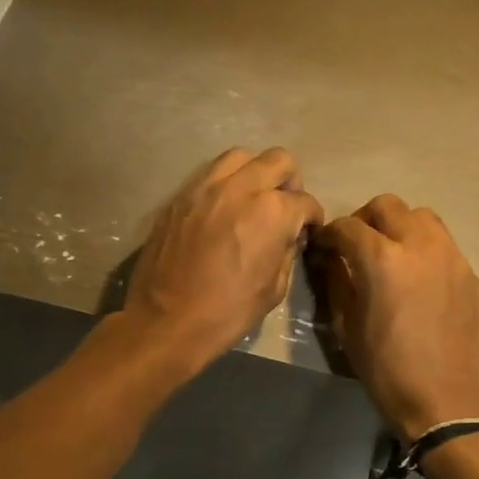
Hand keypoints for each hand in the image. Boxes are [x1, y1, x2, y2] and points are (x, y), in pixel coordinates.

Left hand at [123, 147, 323, 372]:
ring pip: (242, 157)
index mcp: (272, 212)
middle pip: (279, 161)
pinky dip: (225, 184)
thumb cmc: (228, 312)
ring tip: (252, 199)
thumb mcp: (275, 289)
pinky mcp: (180, 196)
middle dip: (290, 182)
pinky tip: (223, 209)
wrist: (167, 321)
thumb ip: (287, 251)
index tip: (307, 230)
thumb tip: (288, 237)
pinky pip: (210, 174)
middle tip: (285, 207)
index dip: (312, 218)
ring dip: (255, 173)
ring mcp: (206, 186)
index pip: (305, 202)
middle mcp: (242, 187)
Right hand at [315, 195, 478, 440]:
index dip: (330, 233)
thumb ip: (337, 283)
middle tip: (355, 246)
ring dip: (398, 226)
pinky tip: (416, 276)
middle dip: (364, 220)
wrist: (446, 400)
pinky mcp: (469, 272)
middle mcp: (419, 245)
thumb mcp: (347, 328)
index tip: (324, 247)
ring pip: (421, 216)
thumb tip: (329, 259)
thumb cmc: (387, 370)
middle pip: (388, 206)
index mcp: (382, 260)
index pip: (348, 226)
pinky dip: (422, 246)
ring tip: (389, 254)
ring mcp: (450, 256)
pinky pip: (442, 242)